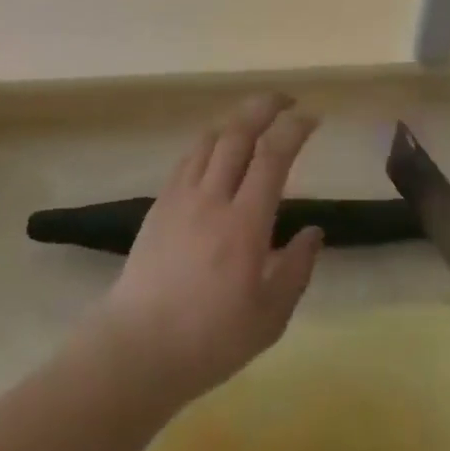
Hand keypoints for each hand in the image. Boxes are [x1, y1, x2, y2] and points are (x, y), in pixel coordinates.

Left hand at [90, 94, 323, 406]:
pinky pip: (187, 159)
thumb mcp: (269, 318)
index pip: (272, 156)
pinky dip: (209, 143)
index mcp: (244, 225)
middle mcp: (212, 198)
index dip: (294, 129)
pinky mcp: (159, 205)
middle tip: (286, 101)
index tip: (312, 118)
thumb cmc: (209, 340)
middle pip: (237, 133)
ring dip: (235, 121)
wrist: (136, 349)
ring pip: (209, 140)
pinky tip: (216, 152)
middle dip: (264, 107)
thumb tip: (313, 231)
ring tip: (254, 121)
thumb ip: (296, 270)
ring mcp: (180, 197)